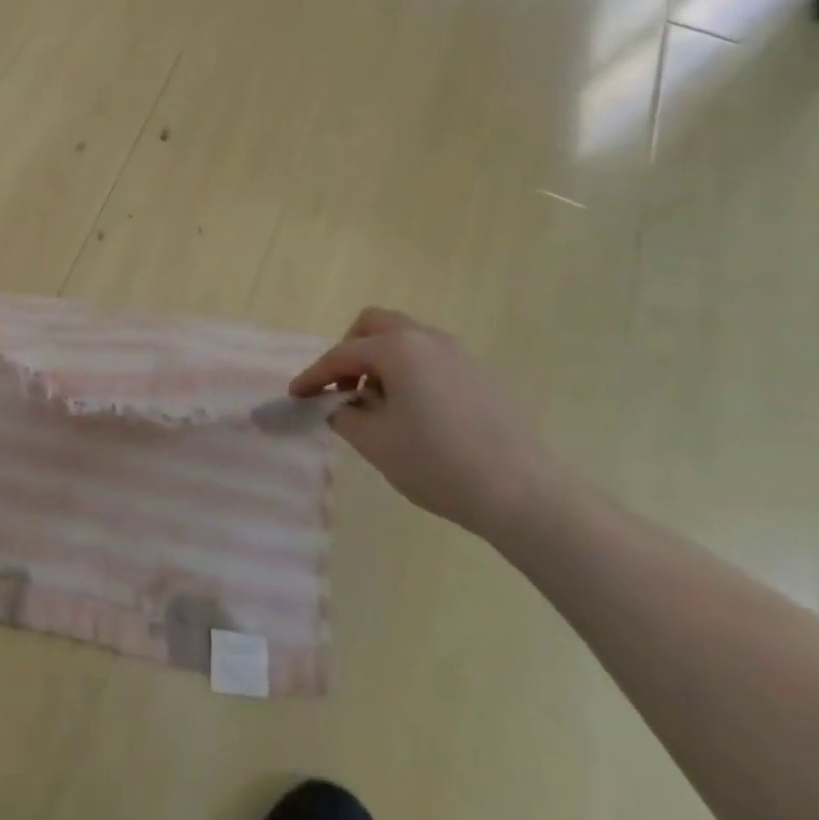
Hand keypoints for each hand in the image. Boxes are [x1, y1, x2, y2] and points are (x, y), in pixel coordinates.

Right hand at [291, 308, 555, 540]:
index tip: (296, 396)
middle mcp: (426, 338)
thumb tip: (337, 404)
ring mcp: (456, 354)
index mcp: (397, 348)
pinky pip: (426, 356)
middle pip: (374, 326)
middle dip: (350, 352)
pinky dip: (405, 370)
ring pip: (403, 338)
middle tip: (343, 389)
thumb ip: (343, 415)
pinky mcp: (476, 374)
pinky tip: (409, 411)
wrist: (523, 494)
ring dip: (379, 360)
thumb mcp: (375, 442)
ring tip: (375, 405)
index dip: (314, 376)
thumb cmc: (438, 464)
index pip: (342, 356)